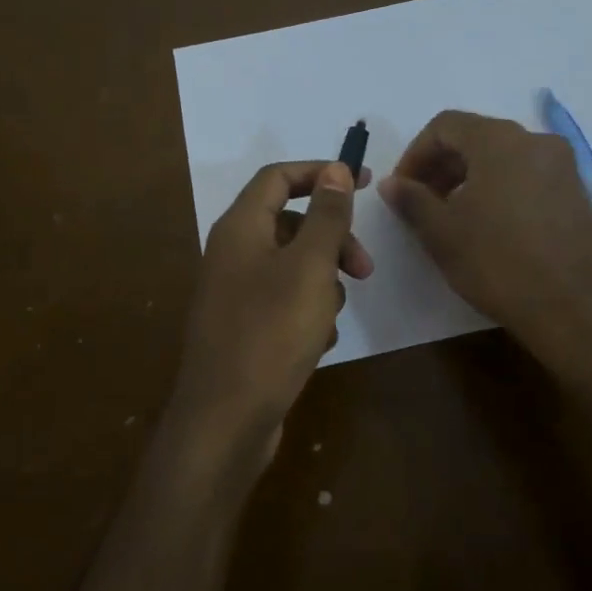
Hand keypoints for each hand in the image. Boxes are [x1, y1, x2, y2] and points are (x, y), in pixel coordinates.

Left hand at [164, 160, 372, 482]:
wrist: (226, 420)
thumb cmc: (271, 334)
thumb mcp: (310, 268)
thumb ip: (327, 217)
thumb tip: (337, 170)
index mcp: (240, 229)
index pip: (279, 177)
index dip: (322, 172)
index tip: (365, 182)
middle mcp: (232, 254)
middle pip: (290, 223)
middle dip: (332, 240)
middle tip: (364, 269)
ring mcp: (236, 293)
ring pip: (292, 267)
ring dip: (323, 283)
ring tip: (331, 316)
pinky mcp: (244, 328)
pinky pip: (284, 303)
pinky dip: (307, 313)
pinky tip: (317, 342)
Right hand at [380, 110, 591, 461]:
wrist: (575, 308)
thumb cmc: (499, 263)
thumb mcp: (442, 233)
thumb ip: (412, 200)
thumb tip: (392, 183)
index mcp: (501, 140)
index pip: (446, 125)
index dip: (415, 153)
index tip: (402, 189)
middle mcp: (537, 142)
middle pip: (477, 137)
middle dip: (442, 166)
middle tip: (422, 203)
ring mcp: (564, 168)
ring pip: (504, 158)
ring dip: (470, 178)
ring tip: (453, 218)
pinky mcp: (578, 195)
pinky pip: (528, 178)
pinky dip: (501, 190)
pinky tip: (490, 228)